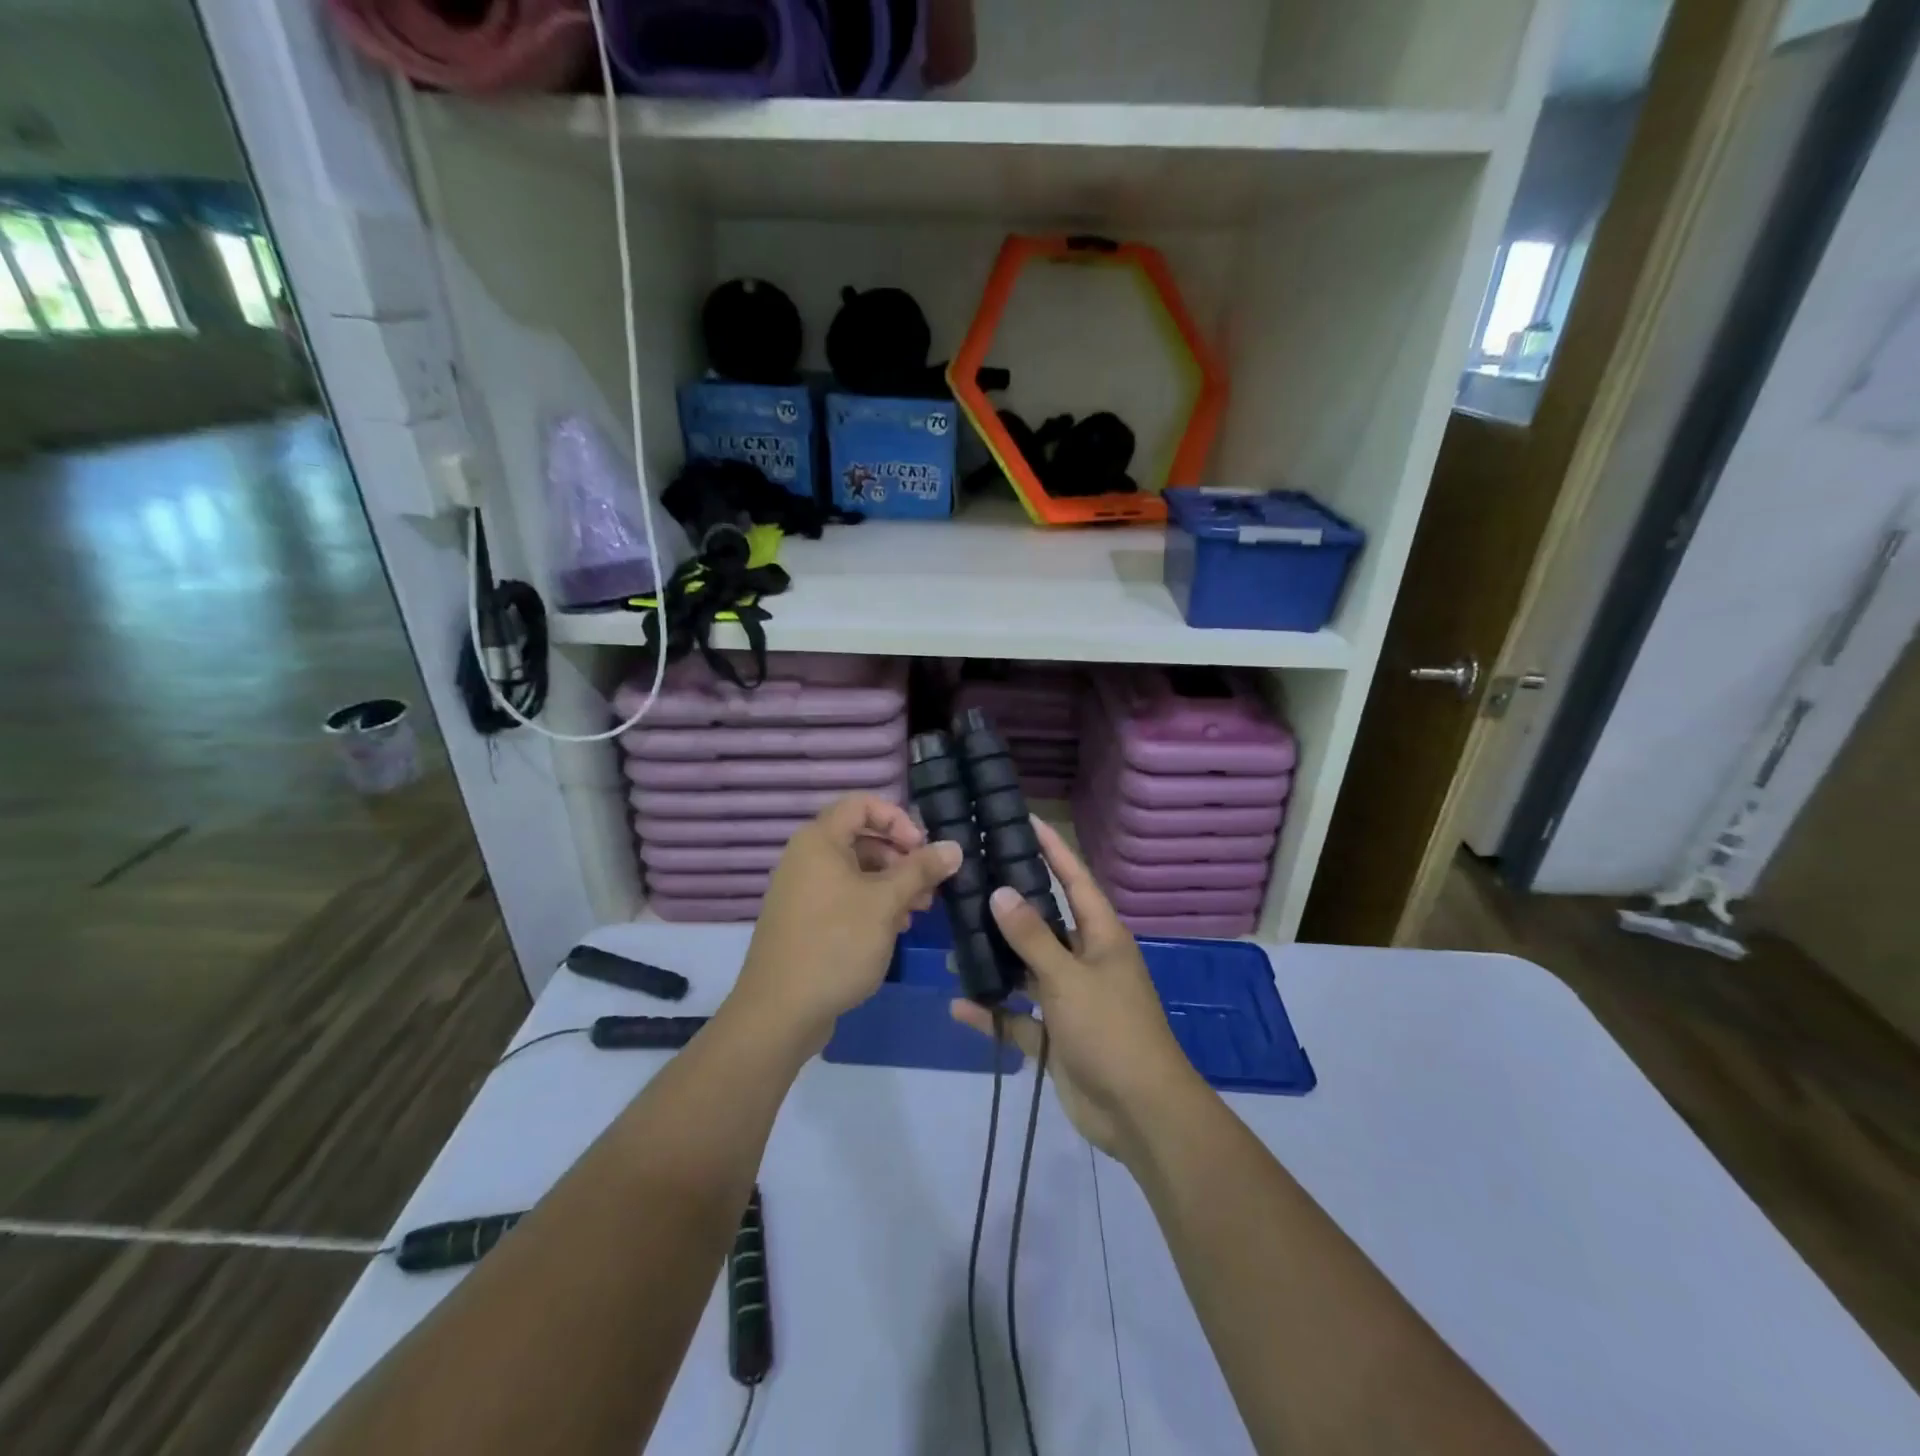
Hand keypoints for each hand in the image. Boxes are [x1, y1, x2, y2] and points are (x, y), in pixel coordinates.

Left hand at [730, 793, 961, 1053]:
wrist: (780, 1011)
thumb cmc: (836, 943)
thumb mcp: (886, 903)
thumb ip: (921, 870)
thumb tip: (953, 847)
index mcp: (819, 841)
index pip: (861, 804)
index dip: (897, 818)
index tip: (921, 847)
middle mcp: (807, 858)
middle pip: (861, 838)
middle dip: (901, 857)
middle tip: (930, 884)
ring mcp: (803, 891)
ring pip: (856, 871)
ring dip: (892, 884)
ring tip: (920, 910)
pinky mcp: (805, 921)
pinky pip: (844, 897)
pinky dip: (872, 904)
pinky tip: (895, 928)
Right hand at [951, 818, 1203, 1161]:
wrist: (1139, 1114)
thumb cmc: (1111, 1031)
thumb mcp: (1069, 978)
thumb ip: (1033, 937)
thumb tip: (1001, 892)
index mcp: (1102, 937)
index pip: (1075, 880)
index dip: (1053, 849)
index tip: (1025, 821)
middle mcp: (1086, 961)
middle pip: (1044, 924)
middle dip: (1010, 908)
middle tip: (969, 884)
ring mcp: (1071, 1000)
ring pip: (1027, 970)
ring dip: (995, 962)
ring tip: (952, 948)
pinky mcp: (1056, 1037)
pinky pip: (1018, 1017)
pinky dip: (993, 1012)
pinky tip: (959, 1005)